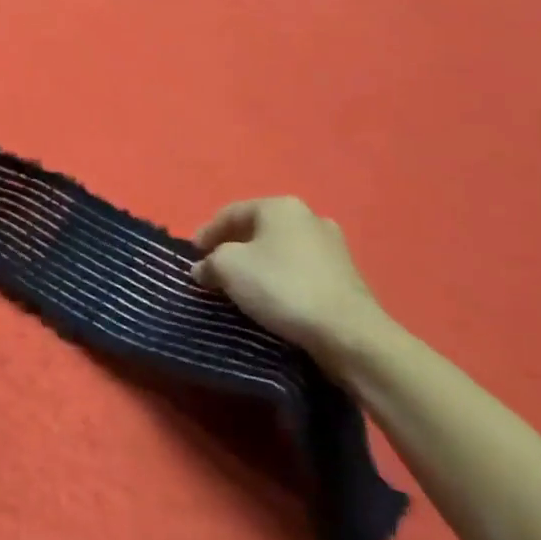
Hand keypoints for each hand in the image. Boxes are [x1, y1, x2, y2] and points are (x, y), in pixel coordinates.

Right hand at [192, 196, 390, 364]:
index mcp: (280, 206)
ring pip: (280, 250)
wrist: (348, 332)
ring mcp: (332, 246)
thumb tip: (203, 268)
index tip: (192, 256)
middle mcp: (308, 217)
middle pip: (257, 230)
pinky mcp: (345, 275)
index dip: (205, 233)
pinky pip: (300, 270)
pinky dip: (281, 279)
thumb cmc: (281, 287)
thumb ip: (209, 262)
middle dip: (232, 248)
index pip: (230, 213)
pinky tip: (272, 298)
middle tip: (213, 270)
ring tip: (240, 287)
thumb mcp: (228, 268)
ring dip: (257, 265)